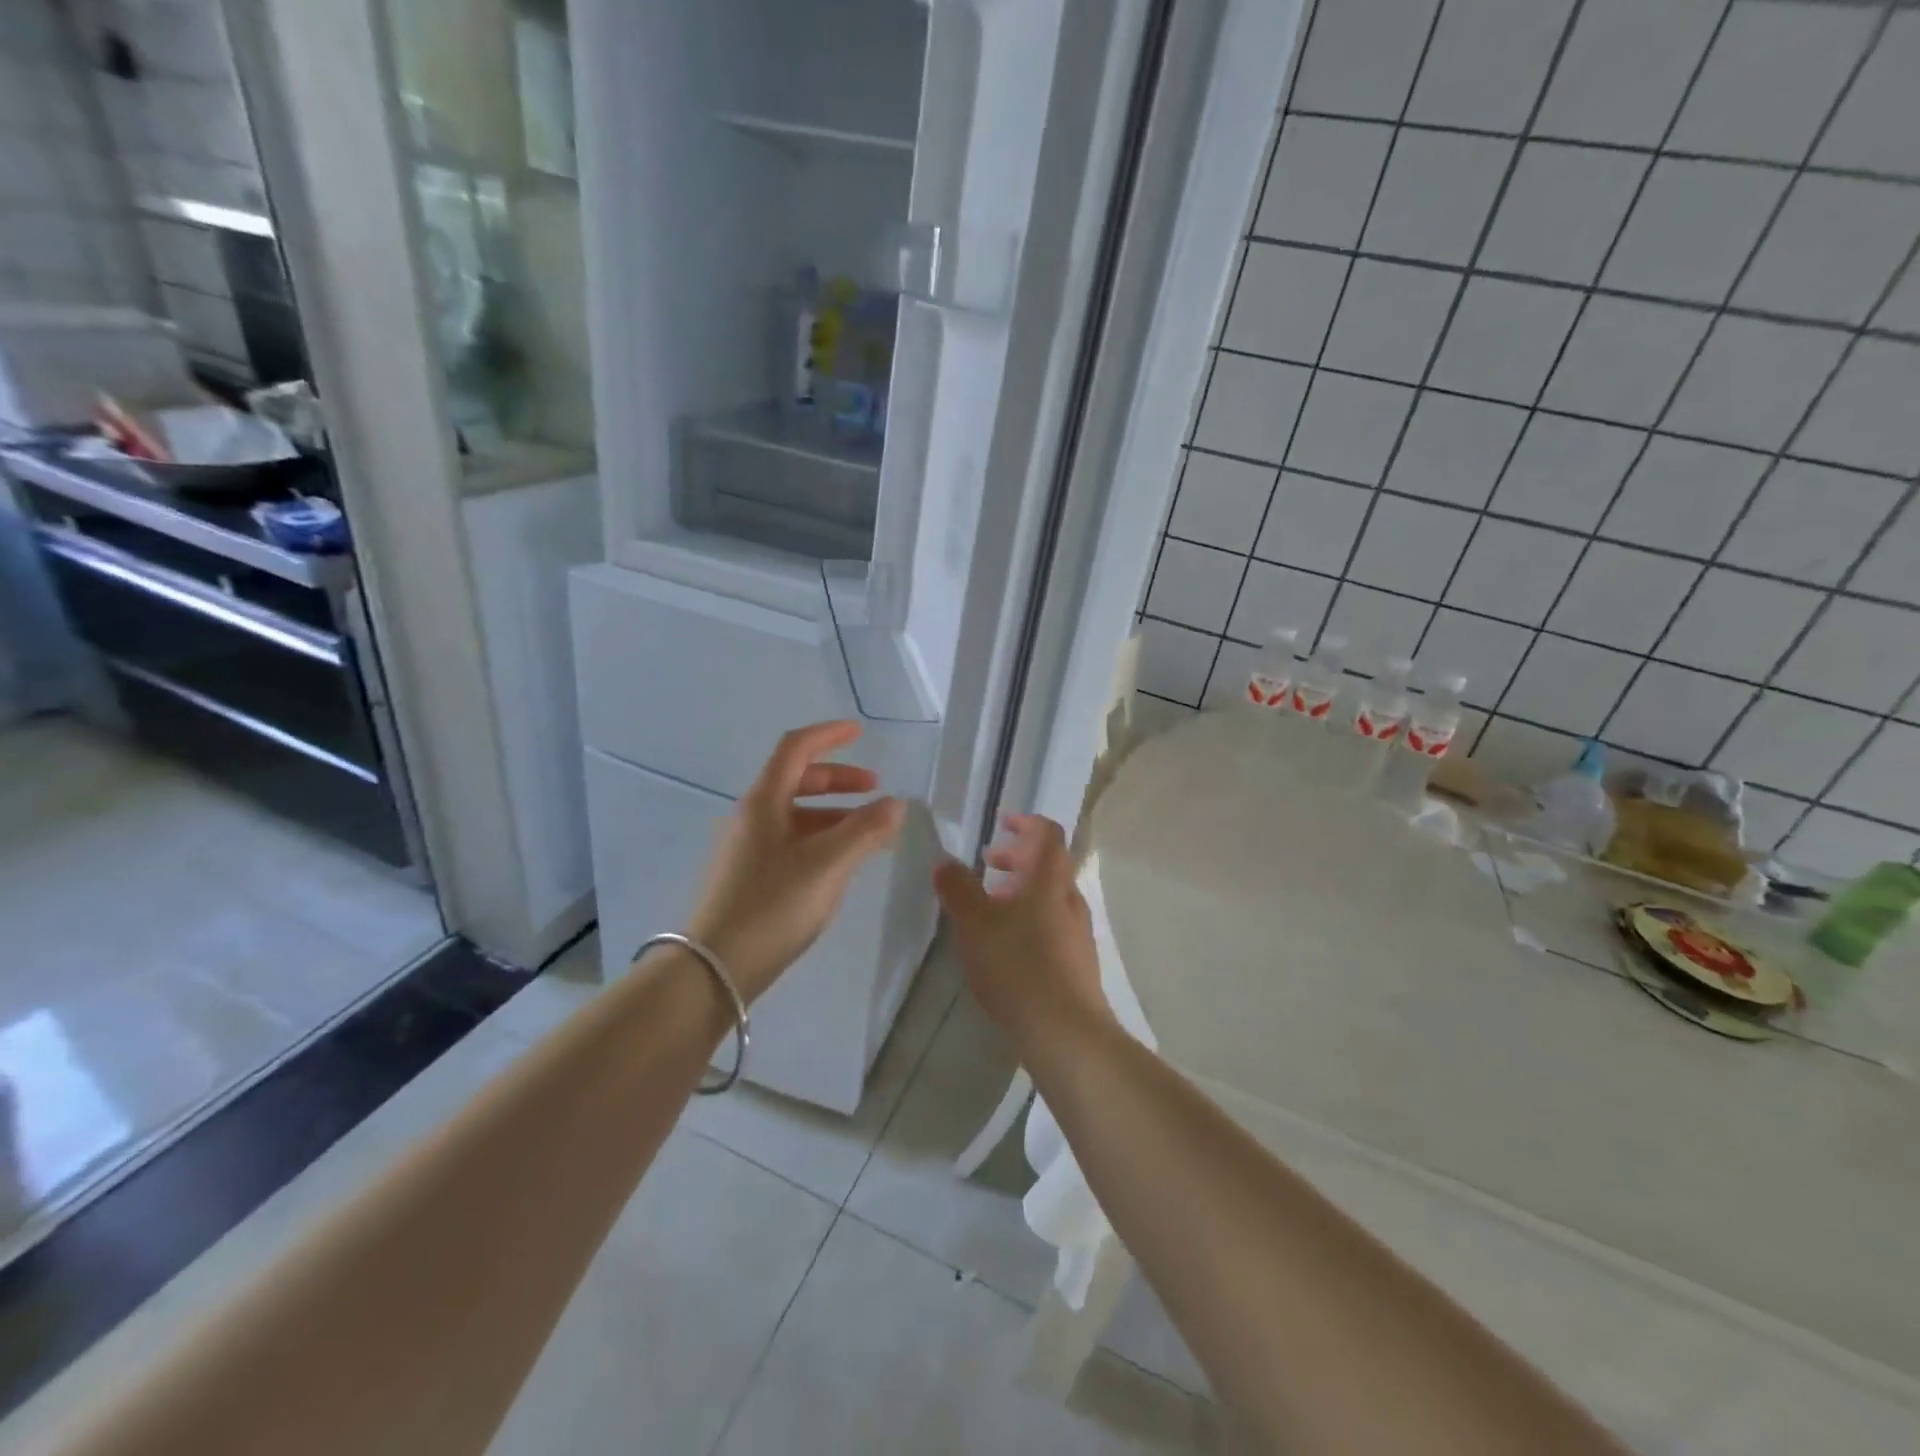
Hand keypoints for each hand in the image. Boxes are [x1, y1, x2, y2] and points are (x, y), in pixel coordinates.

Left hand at [685, 721, 904, 1001]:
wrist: (713, 970)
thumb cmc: (771, 906)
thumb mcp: (827, 865)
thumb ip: (865, 830)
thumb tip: (896, 804)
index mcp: (764, 801)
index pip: (795, 748)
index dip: (828, 735)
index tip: (859, 732)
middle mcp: (753, 816)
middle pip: (798, 780)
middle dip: (839, 780)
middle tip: (876, 789)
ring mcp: (749, 848)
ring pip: (798, 815)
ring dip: (836, 814)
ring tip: (872, 833)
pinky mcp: (751, 876)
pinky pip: (793, 841)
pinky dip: (823, 839)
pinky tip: (843, 863)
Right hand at [932, 814, 1111, 1044]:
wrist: (1065, 1032)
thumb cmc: (1017, 966)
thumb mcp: (975, 924)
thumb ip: (958, 888)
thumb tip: (944, 861)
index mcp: (1049, 879)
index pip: (1048, 833)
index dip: (1026, 822)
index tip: (1001, 823)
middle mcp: (1069, 898)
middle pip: (1049, 863)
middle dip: (1017, 857)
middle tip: (986, 865)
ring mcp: (1078, 931)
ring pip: (1050, 896)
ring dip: (1021, 890)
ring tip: (990, 905)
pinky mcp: (1078, 961)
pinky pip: (1053, 923)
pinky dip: (1029, 917)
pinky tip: (1006, 945)